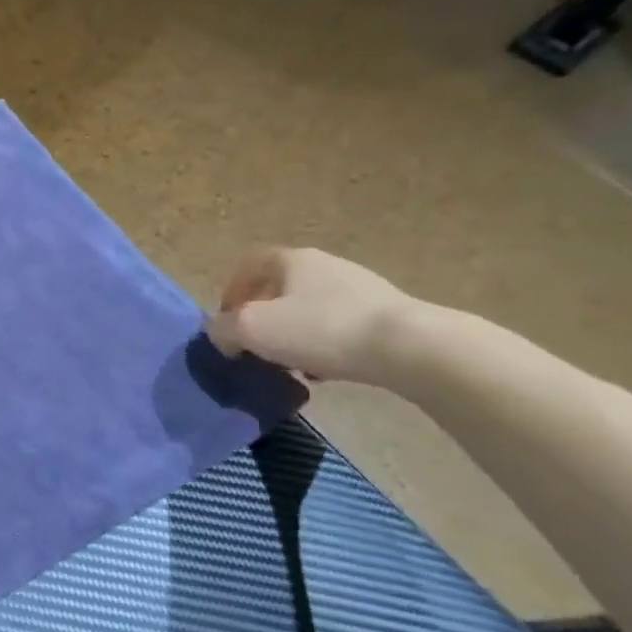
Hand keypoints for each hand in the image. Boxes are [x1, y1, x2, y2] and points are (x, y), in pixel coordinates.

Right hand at [206, 248, 419, 385]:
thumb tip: (221, 336)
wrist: (410, 348)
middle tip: (256, 348)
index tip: (227, 323)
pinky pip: (341, 328)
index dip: (231, 293)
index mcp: (291, 260)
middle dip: (263, 319)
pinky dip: (325, 347)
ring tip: (291, 366)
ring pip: (310, 311)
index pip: (249, 266)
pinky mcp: (387, 315)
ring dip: (293, 336)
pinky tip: (327, 372)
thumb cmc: (320, 329)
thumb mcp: (251, 329)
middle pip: (280, 289)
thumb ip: (223, 330)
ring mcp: (361, 288)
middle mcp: (325, 265)